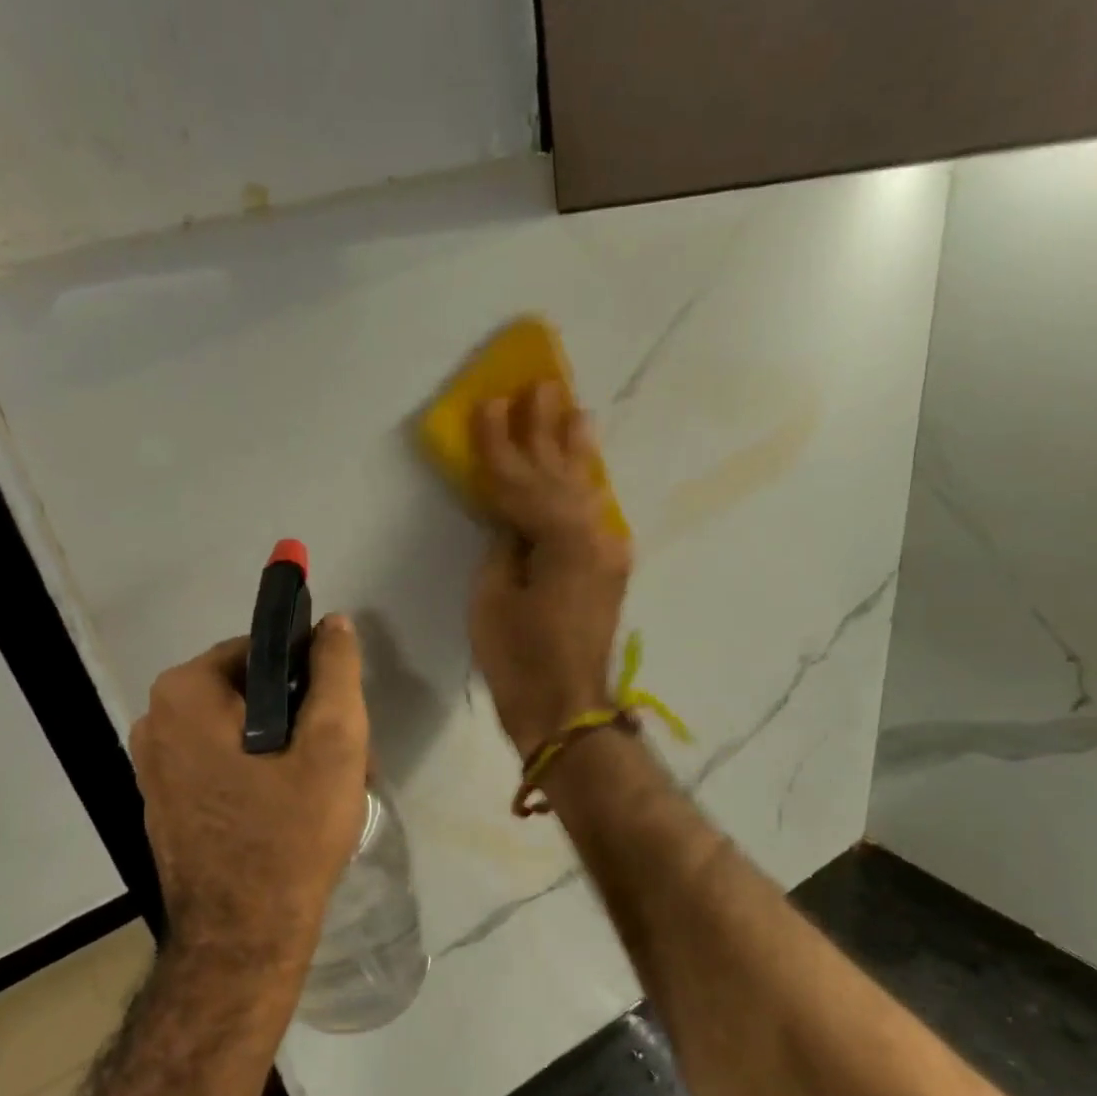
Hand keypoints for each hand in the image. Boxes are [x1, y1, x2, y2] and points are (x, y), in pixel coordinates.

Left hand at [130, 620, 369, 976]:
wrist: (243, 939)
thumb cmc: (290, 833)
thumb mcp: (333, 743)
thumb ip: (336, 671)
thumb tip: (334, 623)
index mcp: (184, 693)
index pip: (260, 651)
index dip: (307, 679)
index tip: (334, 722)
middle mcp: (154, 722)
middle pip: (247, 693)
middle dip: (297, 718)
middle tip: (335, 762)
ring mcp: (152, 768)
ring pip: (236, 732)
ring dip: (281, 749)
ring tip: (317, 792)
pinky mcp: (163, 805)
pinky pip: (218, 766)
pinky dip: (254, 776)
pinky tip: (286, 813)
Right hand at [469, 383, 631, 759]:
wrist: (567, 710)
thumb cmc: (519, 660)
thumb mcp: (492, 599)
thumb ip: (503, 546)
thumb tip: (509, 518)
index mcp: (561, 538)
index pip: (521, 481)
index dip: (501, 445)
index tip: (488, 405)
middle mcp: (594, 534)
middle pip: (561, 473)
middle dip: (545, 431)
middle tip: (539, 385)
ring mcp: (607, 551)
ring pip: (584, 488)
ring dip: (573, 449)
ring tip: (571, 407)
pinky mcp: (608, 568)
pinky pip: (591, 513)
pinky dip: (583, 485)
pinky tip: (584, 464)